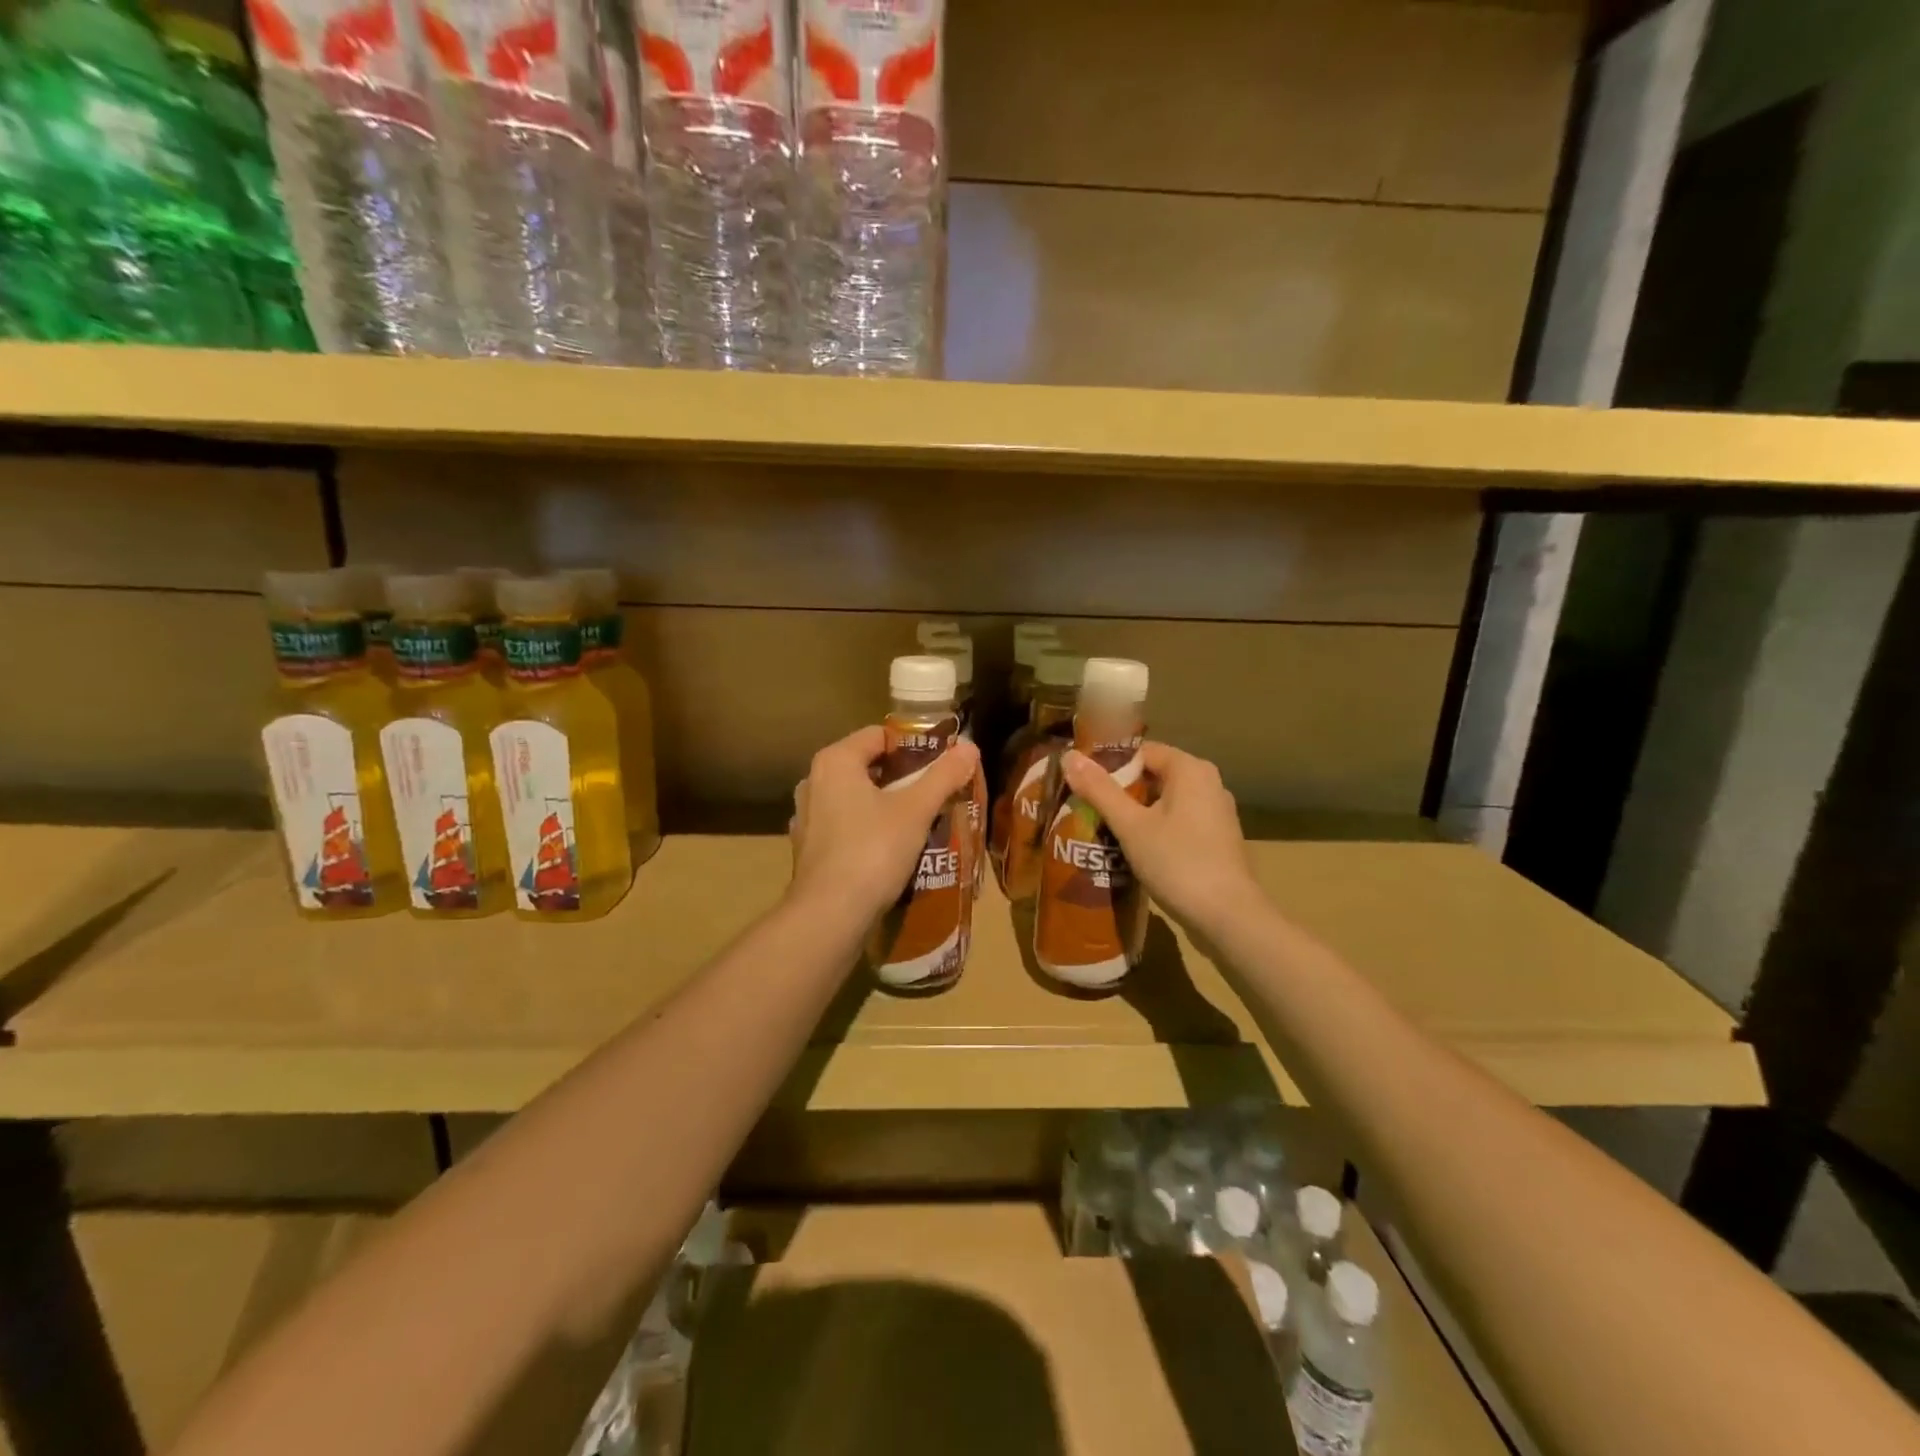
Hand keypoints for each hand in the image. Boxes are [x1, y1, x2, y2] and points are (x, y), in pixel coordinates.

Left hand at [789, 726, 979, 921]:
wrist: (829, 915)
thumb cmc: (873, 851)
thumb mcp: (916, 810)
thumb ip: (943, 776)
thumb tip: (969, 746)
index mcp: (835, 761)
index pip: (878, 735)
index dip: (912, 745)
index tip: (940, 764)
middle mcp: (814, 782)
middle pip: (867, 767)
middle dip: (902, 778)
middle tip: (935, 793)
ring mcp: (807, 818)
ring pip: (855, 799)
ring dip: (884, 805)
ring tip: (918, 822)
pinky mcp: (808, 849)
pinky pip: (844, 827)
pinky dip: (867, 830)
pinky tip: (889, 850)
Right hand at [1060, 742, 1265, 939]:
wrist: (1228, 917)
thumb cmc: (1177, 863)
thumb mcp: (1130, 826)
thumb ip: (1099, 790)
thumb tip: (1069, 756)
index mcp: (1190, 769)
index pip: (1141, 752)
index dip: (1109, 765)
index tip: (1082, 784)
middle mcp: (1208, 783)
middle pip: (1153, 775)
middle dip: (1120, 791)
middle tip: (1086, 808)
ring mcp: (1216, 812)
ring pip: (1165, 801)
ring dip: (1135, 813)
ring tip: (1102, 830)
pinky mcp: (1217, 839)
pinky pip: (1178, 822)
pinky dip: (1155, 829)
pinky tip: (1133, 850)